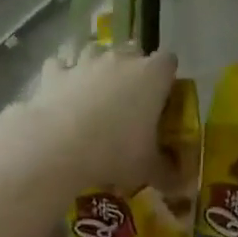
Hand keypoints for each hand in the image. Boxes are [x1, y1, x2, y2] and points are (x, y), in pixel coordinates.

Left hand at [0, 42, 176, 192]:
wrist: (59, 146)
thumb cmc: (115, 152)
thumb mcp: (148, 169)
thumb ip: (168, 173)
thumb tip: (182, 185)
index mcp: (152, 76)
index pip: (169, 61)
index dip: (167, 77)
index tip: (163, 96)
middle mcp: (120, 60)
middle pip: (133, 50)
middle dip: (133, 67)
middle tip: (130, 97)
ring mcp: (85, 63)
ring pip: (94, 51)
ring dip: (96, 66)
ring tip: (94, 91)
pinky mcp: (55, 72)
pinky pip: (60, 65)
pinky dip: (62, 75)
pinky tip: (61, 91)